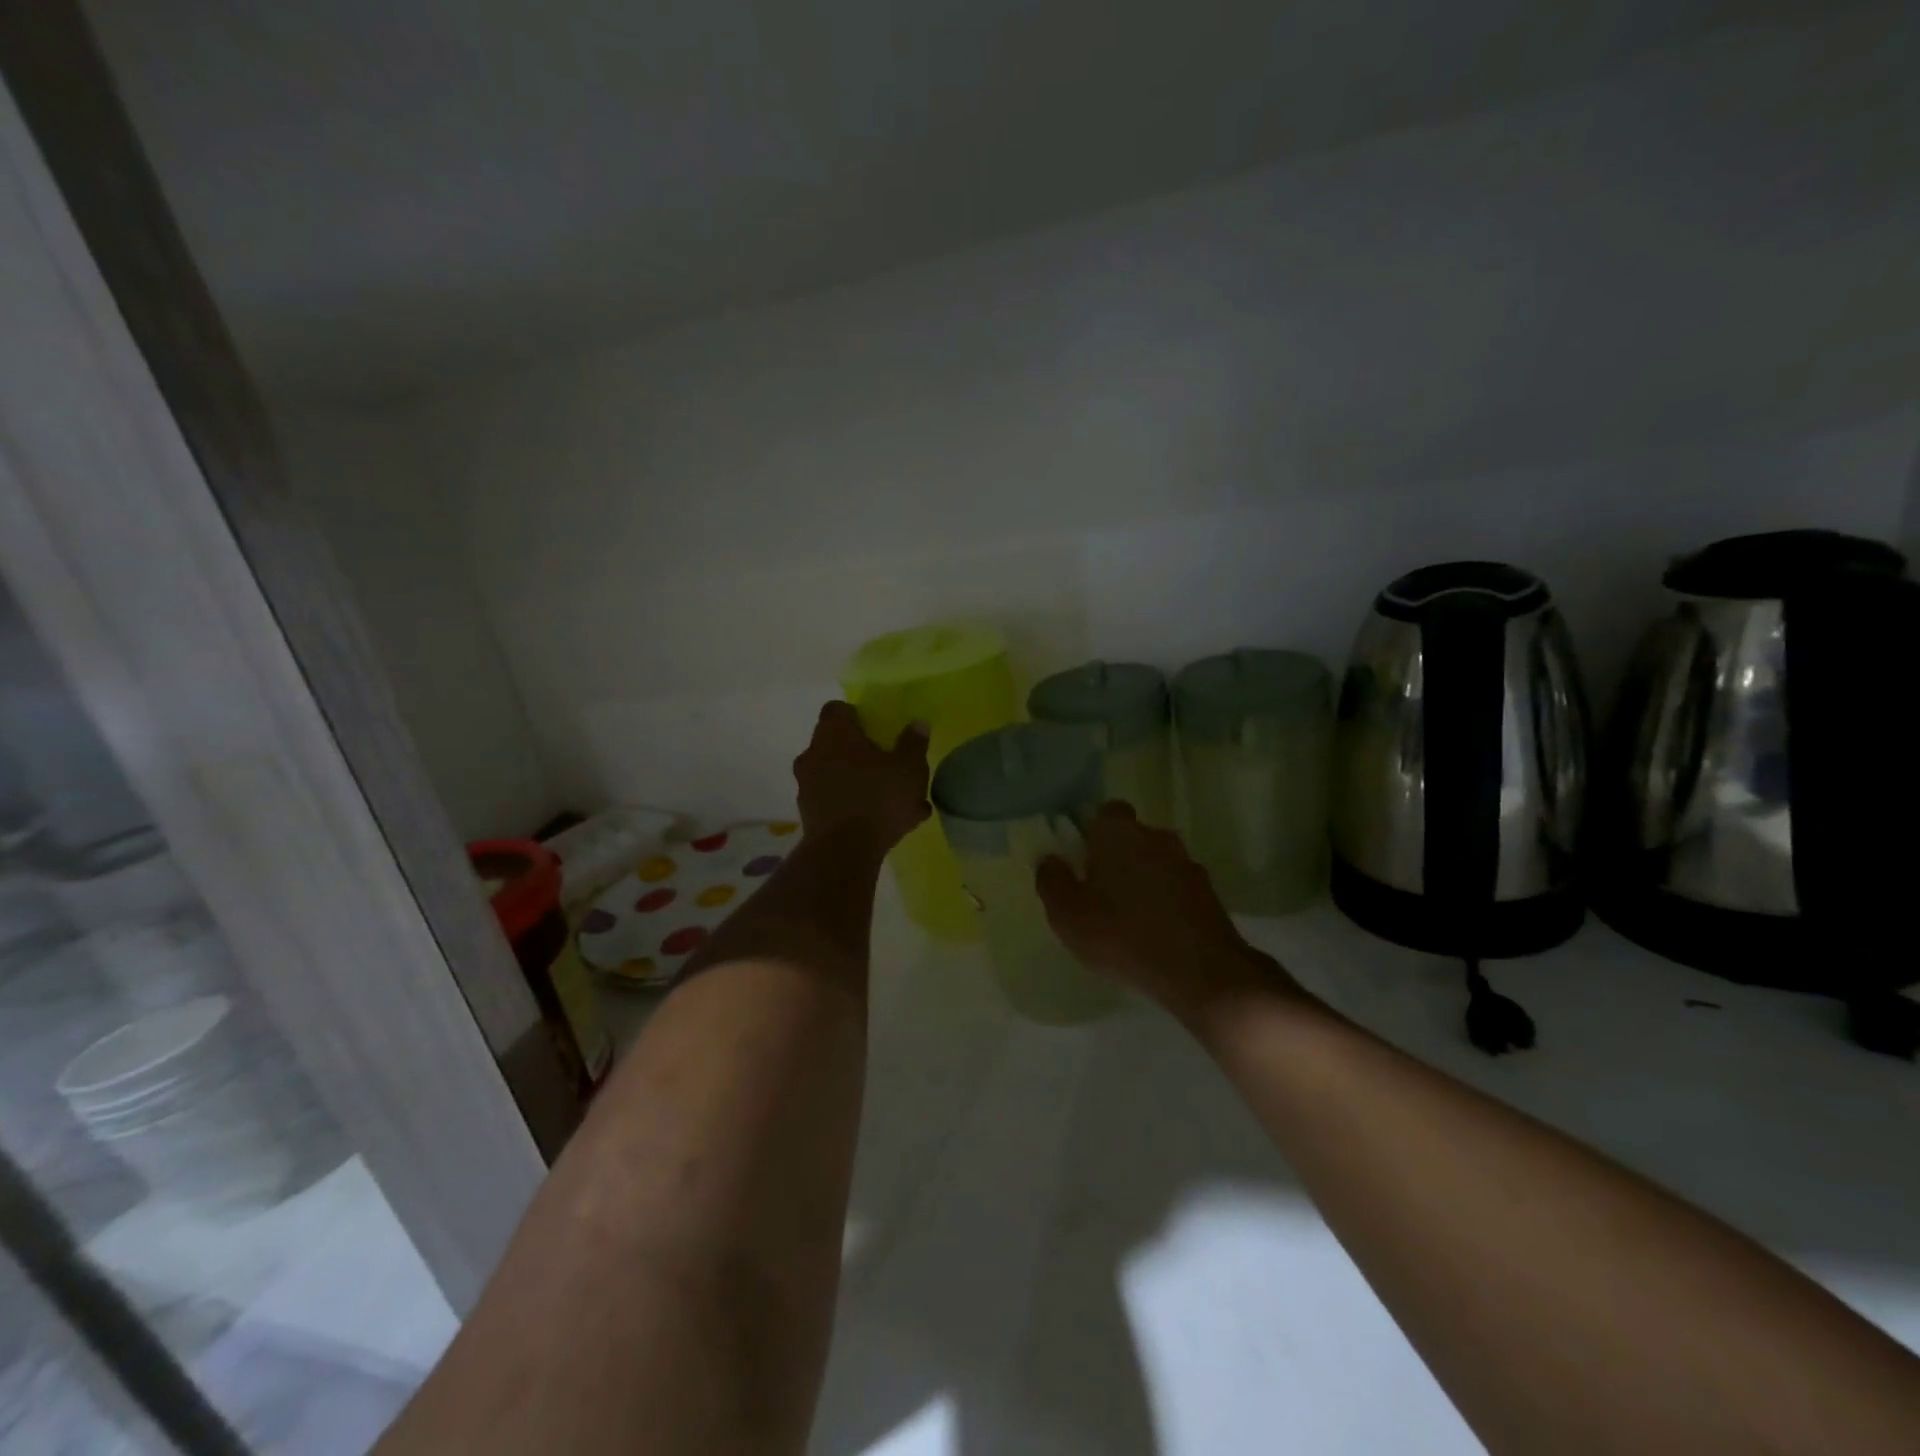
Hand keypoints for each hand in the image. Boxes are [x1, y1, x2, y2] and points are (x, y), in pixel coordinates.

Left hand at [794, 702, 931, 851]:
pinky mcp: (809, 815)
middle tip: (888, 764)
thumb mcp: (909, 767)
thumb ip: (913, 743)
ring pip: (837, 775)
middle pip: (836, 743)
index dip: (857, 715)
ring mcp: (807, 786)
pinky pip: (836, 802)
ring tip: (894, 802)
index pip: (837, 709)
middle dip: (861, 752)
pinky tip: (884, 824)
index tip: (877, 728)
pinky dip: (855, 807)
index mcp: (834, 734)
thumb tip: (917, 724)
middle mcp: (813, 754)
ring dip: (860, 782)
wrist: (844, 852)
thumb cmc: (878, 798)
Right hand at [1036, 802, 1290, 1019]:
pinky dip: (1164, 901)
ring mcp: (1187, 863)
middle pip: (1131, 837)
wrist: (1202, 972)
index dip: (1092, 831)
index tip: (1080, 858)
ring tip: (1127, 918)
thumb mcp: (1068, 915)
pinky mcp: (1208, 893)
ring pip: (1154, 862)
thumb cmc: (1123, 935)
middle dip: (1115, 857)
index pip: (1106, 811)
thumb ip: (1051, 881)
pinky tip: (1154, 933)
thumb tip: (1050, 859)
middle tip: (1098, 892)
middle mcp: (1156, 837)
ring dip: (1141, 880)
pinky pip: (1175, 887)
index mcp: (1119, 833)